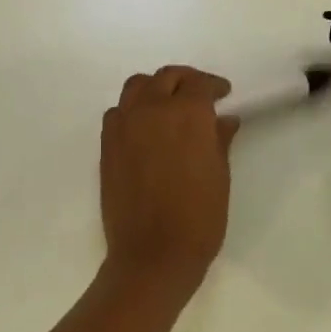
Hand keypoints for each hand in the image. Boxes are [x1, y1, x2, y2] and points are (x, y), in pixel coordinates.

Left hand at [99, 66, 237, 293]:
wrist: (152, 254)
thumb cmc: (198, 218)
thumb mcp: (219, 176)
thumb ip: (219, 140)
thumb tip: (224, 120)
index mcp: (186, 115)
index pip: (199, 84)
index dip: (214, 86)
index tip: (224, 94)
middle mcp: (151, 110)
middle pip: (166, 77)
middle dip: (185, 80)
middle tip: (199, 94)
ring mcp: (123, 126)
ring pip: (136, 87)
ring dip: (155, 88)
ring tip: (168, 104)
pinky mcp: (106, 145)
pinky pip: (117, 112)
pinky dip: (132, 109)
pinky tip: (144, 127)